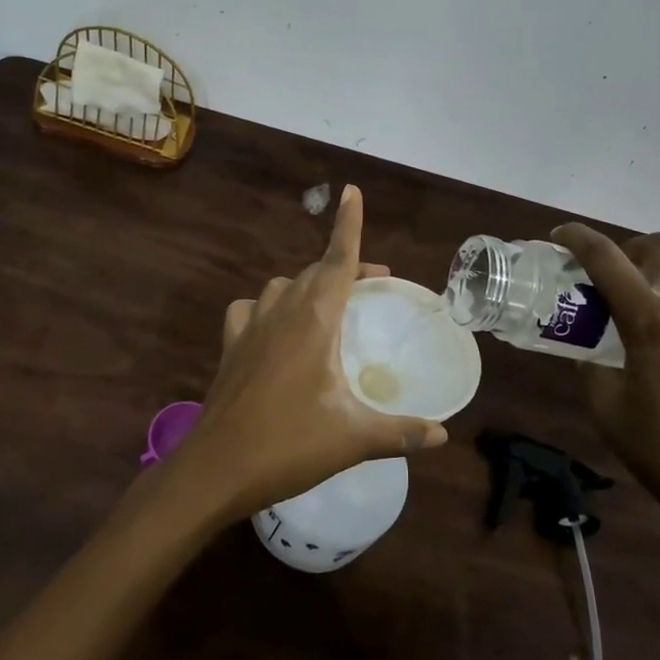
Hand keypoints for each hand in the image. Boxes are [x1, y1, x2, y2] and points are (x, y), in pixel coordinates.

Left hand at [171, 185, 447, 523]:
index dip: (348, 225)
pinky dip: (267, 308)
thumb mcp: (353, 439)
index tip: (352, 191)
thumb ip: (401, 433)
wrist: (216, 468)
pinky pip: (251, 309)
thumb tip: (443, 435)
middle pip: (317, 272)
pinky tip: (274, 328)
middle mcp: (281, 311)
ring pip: (283, 286)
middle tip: (373, 286)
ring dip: (308, 286)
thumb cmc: (289, 445)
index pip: (338, 260)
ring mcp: (250, 326)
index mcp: (314, 319)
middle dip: (346, 270)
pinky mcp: (231, 345)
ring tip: (328, 308)